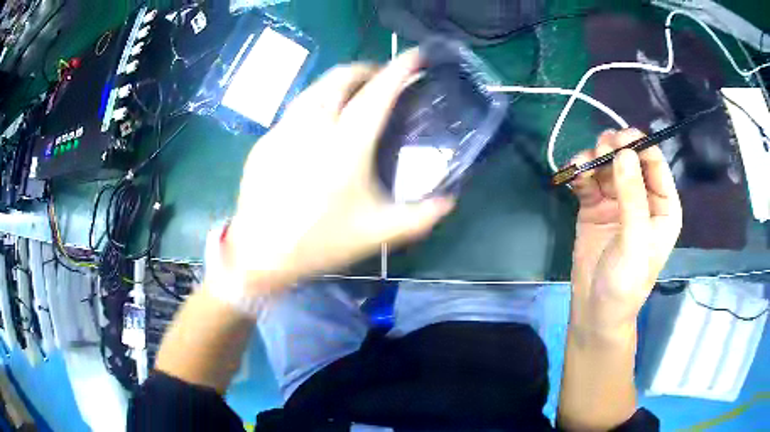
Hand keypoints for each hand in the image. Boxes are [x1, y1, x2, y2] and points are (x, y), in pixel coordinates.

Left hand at [223, 50, 453, 294]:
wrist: (259, 254)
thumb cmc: (320, 242)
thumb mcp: (377, 233)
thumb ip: (421, 216)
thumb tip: (450, 199)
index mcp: (346, 145)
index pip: (378, 93)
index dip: (400, 70)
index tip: (415, 56)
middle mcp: (313, 126)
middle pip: (341, 77)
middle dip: (367, 68)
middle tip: (383, 77)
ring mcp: (284, 130)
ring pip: (315, 88)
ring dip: (339, 81)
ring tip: (354, 92)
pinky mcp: (266, 140)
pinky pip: (295, 110)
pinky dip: (315, 104)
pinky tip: (319, 124)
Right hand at [569, 129, 681, 334]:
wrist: (595, 311)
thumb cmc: (626, 283)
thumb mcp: (635, 241)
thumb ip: (632, 197)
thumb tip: (623, 152)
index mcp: (662, 206)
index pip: (655, 165)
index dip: (640, 147)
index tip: (620, 139)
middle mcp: (642, 198)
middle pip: (629, 159)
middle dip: (615, 149)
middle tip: (600, 148)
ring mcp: (617, 201)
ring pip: (607, 166)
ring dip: (594, 158)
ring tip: (583, 163)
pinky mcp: (594, 207)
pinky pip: (588, 181)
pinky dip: (580, 173)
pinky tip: (572, 173)